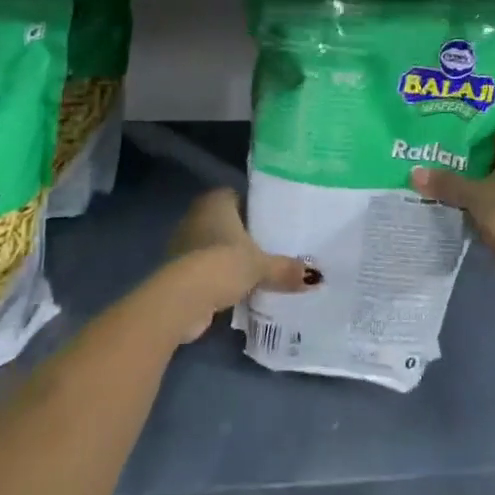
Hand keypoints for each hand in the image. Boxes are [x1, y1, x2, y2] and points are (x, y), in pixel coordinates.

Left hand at [153, 188, 316, 342]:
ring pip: (214, 246)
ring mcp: (184, 242)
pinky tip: (237, 289)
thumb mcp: (261, 266)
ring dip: (229, 257)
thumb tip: (316, 278)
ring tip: (257, 270)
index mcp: (216, 201)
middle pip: (226, 222)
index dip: (254, 208)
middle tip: (271, 247)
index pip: (238, 196)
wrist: (183, 298)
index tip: (273, 222)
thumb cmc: (223, 264)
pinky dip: (218, 277)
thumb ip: (286, 269)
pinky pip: (205, 268)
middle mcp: (196, 215)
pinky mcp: (178, 270)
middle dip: (244, 235)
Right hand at [410, 108, 494, 305]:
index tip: (464, 120)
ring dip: (482, 169)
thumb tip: (414, 173)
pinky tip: (461, 194)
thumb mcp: (475, 195)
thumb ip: (446, 182)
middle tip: (448, 141)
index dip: (492, 115)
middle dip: (480, 143)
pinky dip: (488, 190)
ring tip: (448, 166)